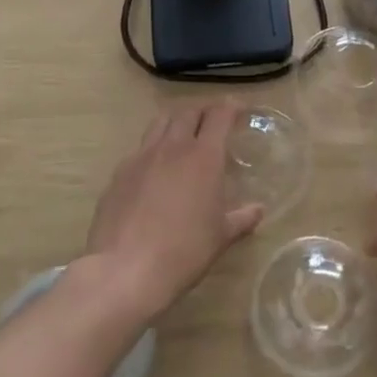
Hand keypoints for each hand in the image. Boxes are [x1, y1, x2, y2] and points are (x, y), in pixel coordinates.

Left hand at [83, 101, 261, 321]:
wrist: (126, 269)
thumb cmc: (185, 251)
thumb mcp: (221, 237)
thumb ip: (241, 218)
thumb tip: (258, 209)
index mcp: (204, 156)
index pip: (219, 115)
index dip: (231, 106)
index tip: (239, 108)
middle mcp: (172, 147)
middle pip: (188, 111)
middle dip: (203, 110)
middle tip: (213, 120)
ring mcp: (141, 157)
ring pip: (160, 122)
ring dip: (176, 121)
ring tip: (183, 134)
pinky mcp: (119, 174)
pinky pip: (140, 149)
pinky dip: (153, 148)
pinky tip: (155, 169)